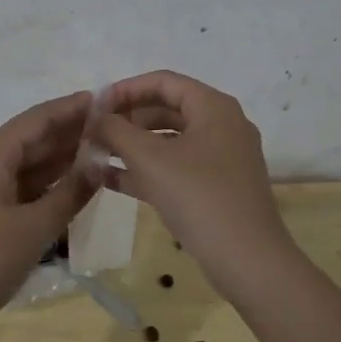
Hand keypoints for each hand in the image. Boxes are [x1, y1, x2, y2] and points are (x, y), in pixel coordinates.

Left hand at [0, 91, 98, 336]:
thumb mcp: (34, 228)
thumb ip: (69, 193)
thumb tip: (98, 163)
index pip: (37, 119)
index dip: (71, 108)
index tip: (105, 99)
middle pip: (31, 138)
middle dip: (70, 132)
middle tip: (112, 128)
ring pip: (26, 163)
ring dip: (60, 158)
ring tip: (101, 152)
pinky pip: (18, 185)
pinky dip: (45, 183)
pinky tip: (73, 185)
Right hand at [90, 71, 298, 294]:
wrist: (247, 260)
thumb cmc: (199, 197)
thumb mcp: (150, 159)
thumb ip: (117, 131)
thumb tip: (96, 118)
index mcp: (213, 107)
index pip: (163, 82)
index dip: (126, 89)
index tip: (95, 105)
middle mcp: (221, 125)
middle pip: (166, 109)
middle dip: (127, 119)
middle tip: (93, 133)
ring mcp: (220, 158)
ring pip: (168, 140)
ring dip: (132, 145)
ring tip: (96, 154)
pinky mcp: (215, 187)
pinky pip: (175, 167)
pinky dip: (146, 169)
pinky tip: (111, 180)